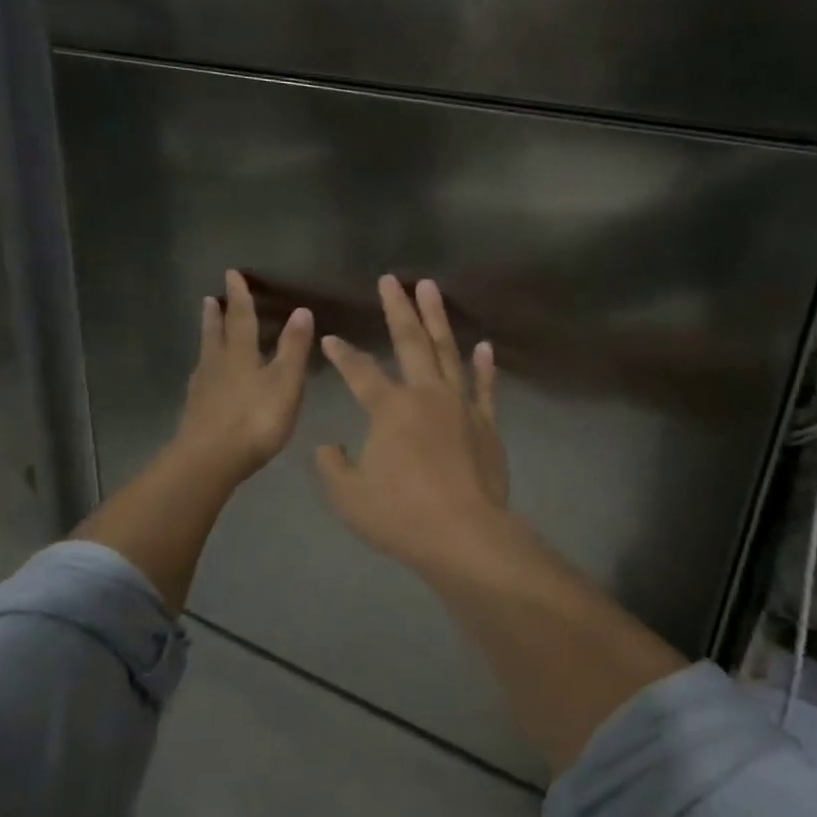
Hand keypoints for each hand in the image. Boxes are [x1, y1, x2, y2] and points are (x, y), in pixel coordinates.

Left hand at [175, 269, 314, 479]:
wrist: (210, 460)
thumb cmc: (255, 420)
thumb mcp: (285, 383)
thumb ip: (293, 348)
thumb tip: (301, 310)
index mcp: (241, 354)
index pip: (242, 318)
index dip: (240, 297)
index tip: (232, 275)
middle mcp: (218, 365)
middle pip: (216, 334)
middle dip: (217, 315)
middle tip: (211, 298)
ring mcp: (203, 389)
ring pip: (206, 354)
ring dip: (208, 337)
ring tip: (207, 326)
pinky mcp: (195, 411)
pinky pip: (201, 378)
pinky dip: (205, 367)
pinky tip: (205, 376)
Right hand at [316, 275, 511, 573]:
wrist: (465, 536)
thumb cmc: (401, 517)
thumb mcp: (350, 497)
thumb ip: (334, 467)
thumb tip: (330, 447)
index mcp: (390, 409)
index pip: (360, 372)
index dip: (343, 354)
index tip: (331, 339)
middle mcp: (426, 395)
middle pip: (410, 342)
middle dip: (397, 308)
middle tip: (391, 280)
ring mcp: (461, 406)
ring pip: (448, 351)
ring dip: (437, 318)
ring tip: (430, 288)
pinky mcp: (486, 424)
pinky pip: (485, 387)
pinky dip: (484, 365)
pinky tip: (484, 345)